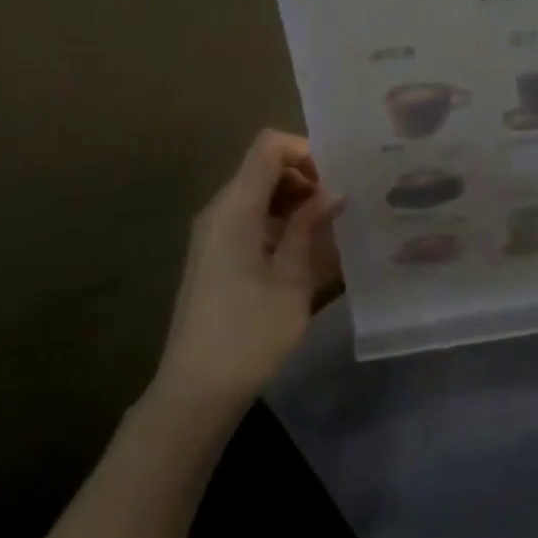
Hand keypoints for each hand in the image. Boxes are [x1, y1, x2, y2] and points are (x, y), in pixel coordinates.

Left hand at [154, 130, 345, 412]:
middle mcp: (220, 211)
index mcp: (236, 207)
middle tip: (340, 210)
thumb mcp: (292, 278)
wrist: (197, 390)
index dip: (305, 151)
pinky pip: (252, 222)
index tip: (336, 181)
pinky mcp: (215, 257)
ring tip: (330, 234)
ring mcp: (214, 234)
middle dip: (306, 180)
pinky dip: (281, 227)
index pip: (269, 147)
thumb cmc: (250, 332)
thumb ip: (310, 227)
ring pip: (260, 196)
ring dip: (296, 206)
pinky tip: (307, 256)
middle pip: (265, 169)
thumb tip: (334, 192)